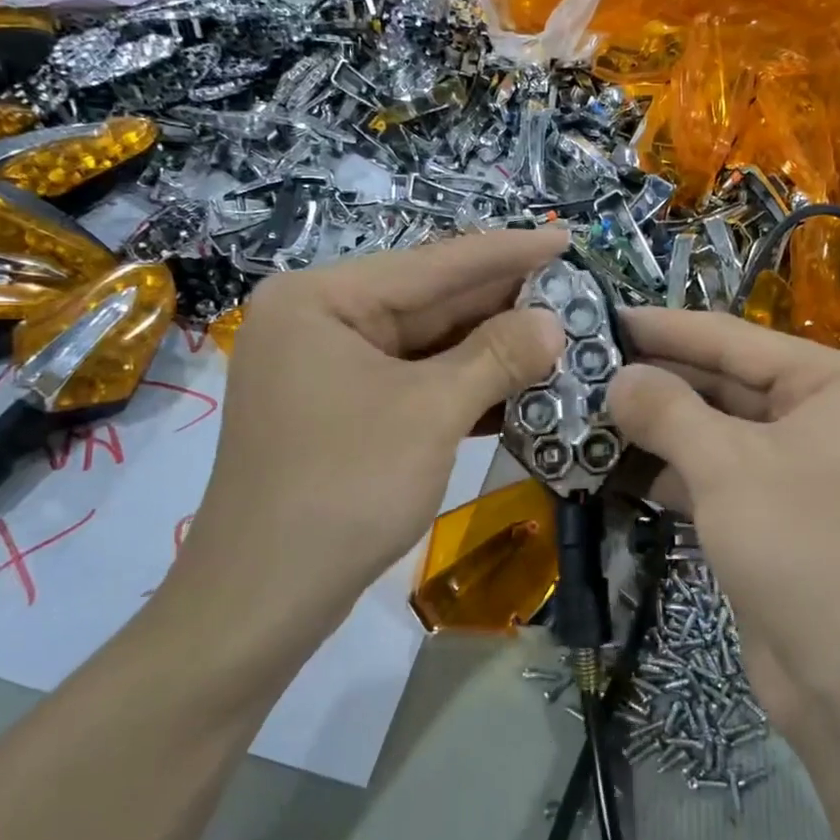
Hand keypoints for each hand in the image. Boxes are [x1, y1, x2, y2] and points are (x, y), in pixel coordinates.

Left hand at [168, 229, 566, 655]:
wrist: (263, 600)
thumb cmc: (344, 488)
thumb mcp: (430, 412)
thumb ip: (496, 356)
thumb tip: (554, 322)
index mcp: (322, 299)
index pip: (433, 263)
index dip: (508, 252)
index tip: (568, 238)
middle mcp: (319, 322)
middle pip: (428, 302)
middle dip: (504, 304)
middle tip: (577, 292)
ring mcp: (326, 370)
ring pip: (425, 346)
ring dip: (491, 349)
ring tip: (562, 335)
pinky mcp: (341, 413)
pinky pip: (412, 383)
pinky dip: (463, 386)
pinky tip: (520, 385)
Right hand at [608, 309, 839, 737]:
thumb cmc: (804, 546)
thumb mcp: (728, 466)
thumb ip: (667, 412)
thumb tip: (616, 377)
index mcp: (832, 384)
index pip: (733, 339)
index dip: (665, 329)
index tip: (603, 315)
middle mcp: (818, 418)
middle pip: (721, 385)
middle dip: (653, 382)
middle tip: (582, 366)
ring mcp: (792, 471)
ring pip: (710, 433)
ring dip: (651, 428)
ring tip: (582, 411)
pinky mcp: (767, 517)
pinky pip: (709, 477)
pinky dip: (664, 472)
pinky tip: (608, 464)